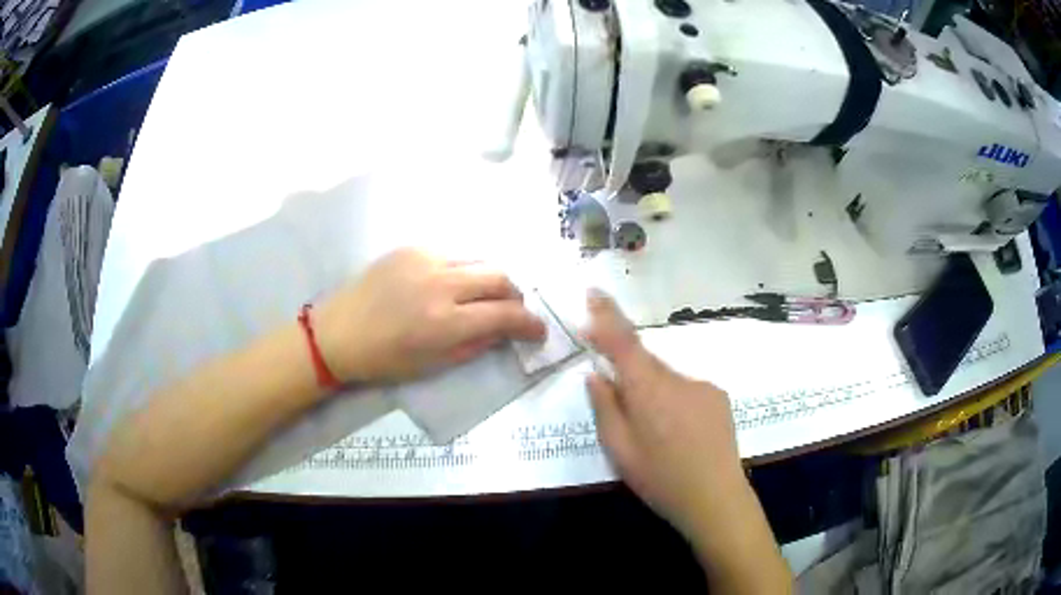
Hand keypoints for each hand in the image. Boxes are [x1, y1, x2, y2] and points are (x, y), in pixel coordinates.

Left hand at [315, 248, 545, 382]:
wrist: (337, 332)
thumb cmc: (384, 359)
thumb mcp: (434, 364)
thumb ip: (475, 345)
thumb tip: (503, 331)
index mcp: (445, 322)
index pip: (506, 314)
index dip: (530, 323)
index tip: (538, 331)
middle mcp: (441, 283)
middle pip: (500, 277)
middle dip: (515, 297)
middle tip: (510, 312)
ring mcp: (425, 259)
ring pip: (479, 260)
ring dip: (490, 280)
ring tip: (482, 296)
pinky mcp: (411, 247)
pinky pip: (452, 254)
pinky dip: (462, 270)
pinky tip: (450, 284)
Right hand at [583, 291, 790, 590]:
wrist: (716, 498)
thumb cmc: (661, 479)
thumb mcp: (620, 451)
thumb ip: (605, 408)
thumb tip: (595, 374)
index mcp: (648, 391)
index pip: (623, 343)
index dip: (607, 316)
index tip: (593, 292)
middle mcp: (677, 379)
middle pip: (644, 361)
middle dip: (628, 372)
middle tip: (620, 402)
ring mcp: (702, 386)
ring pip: (666, 378)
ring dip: (653, 393)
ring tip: (656, 432)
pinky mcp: (718, 397)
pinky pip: (685, 389)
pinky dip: (674, 401)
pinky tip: (678, 432)